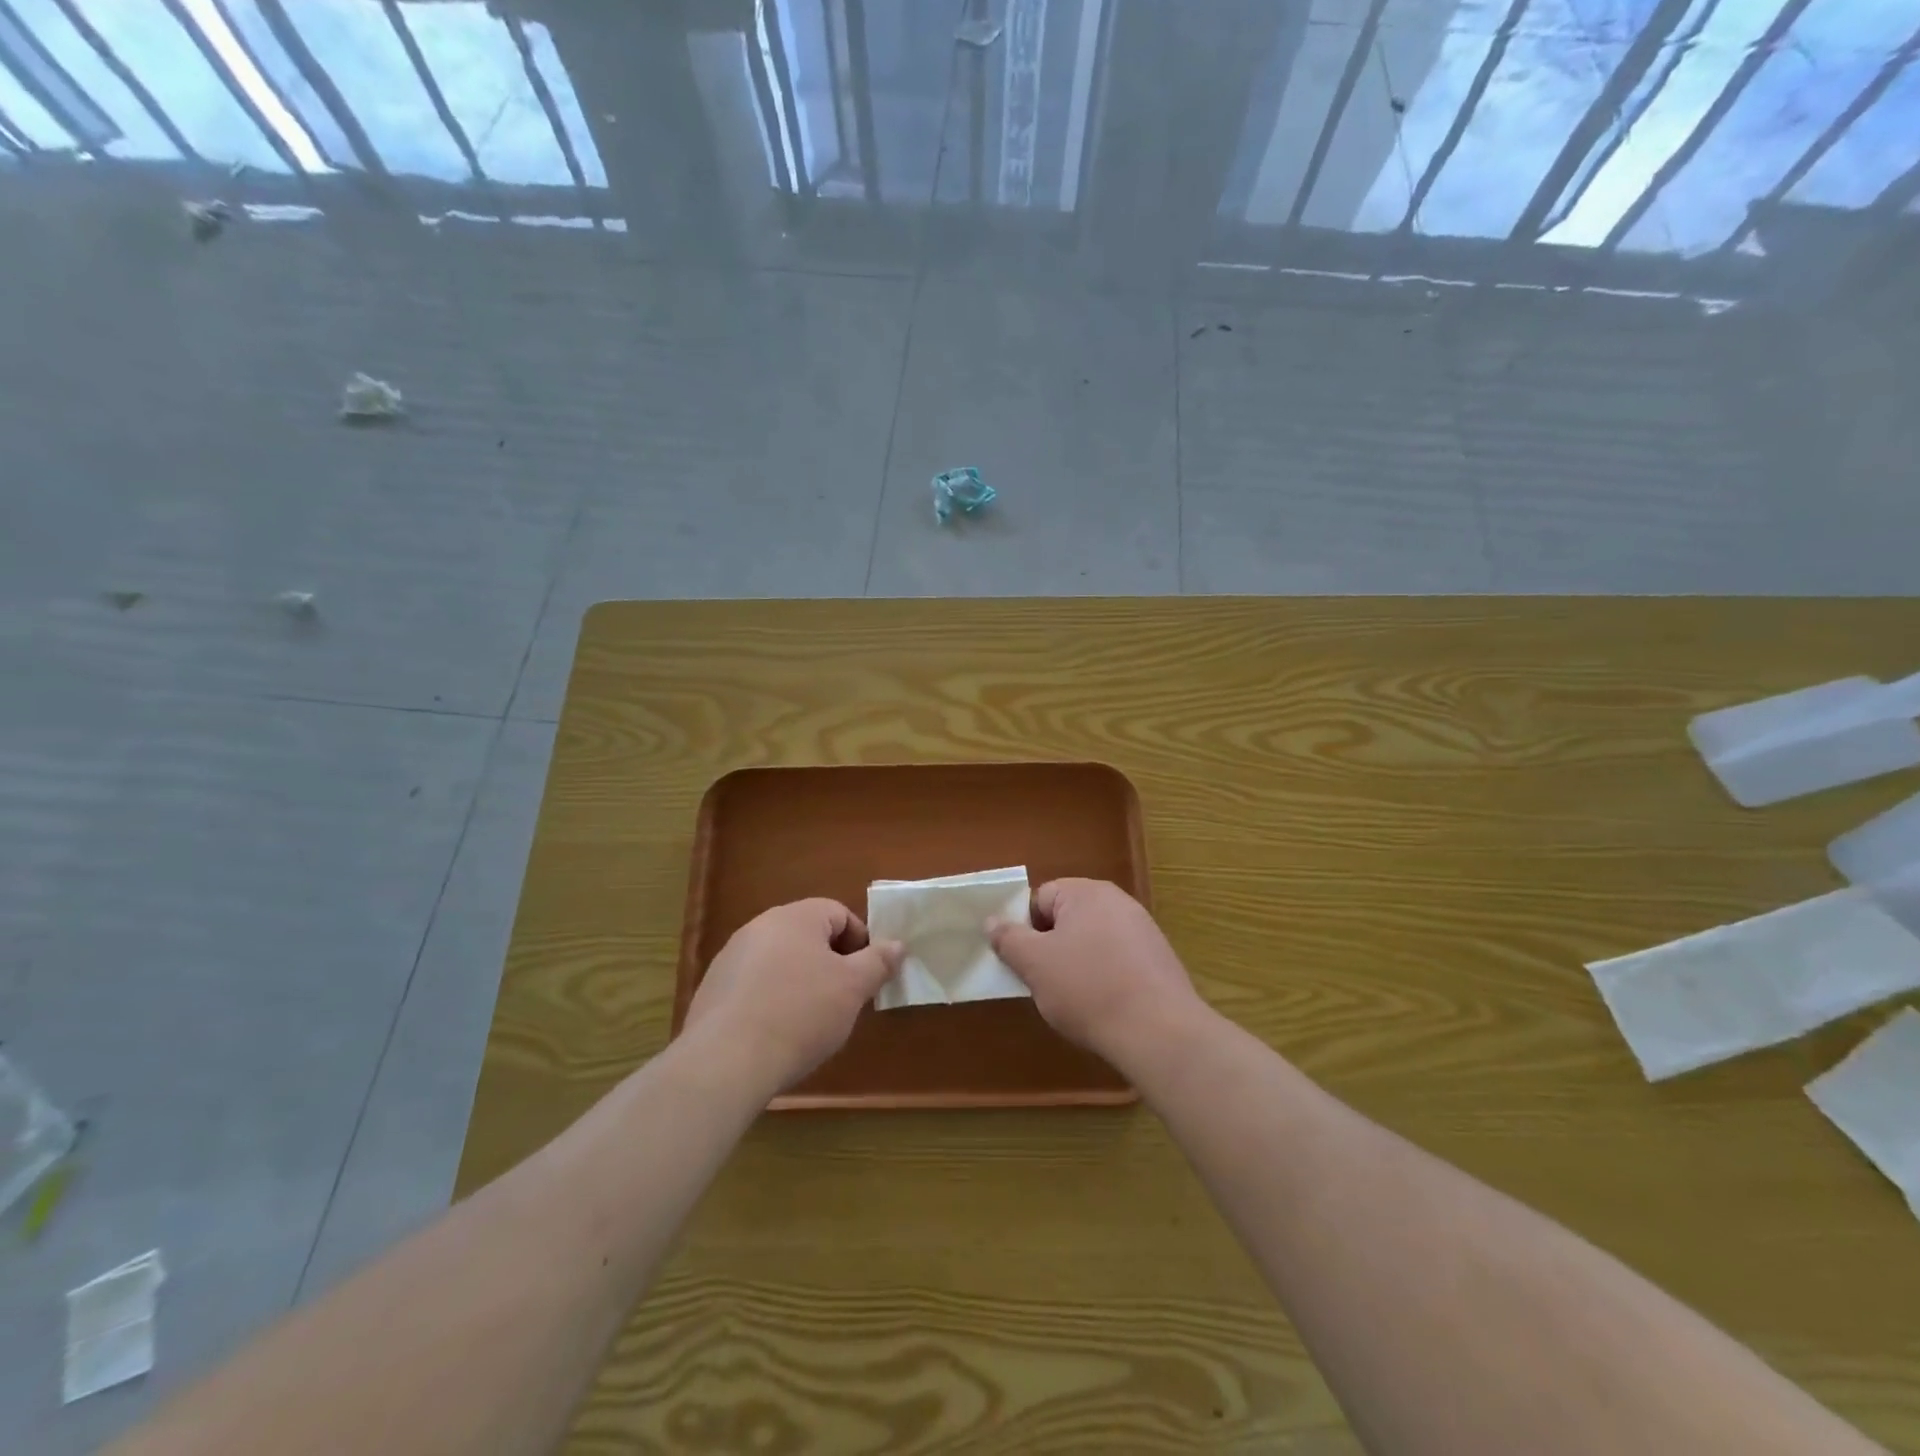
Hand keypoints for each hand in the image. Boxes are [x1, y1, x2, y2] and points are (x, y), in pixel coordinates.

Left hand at [686, 899, 902, 1094]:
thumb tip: (897, 944)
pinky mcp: (712, 989)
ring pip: (781, 961)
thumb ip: (878, 962)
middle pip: (808, 936)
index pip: (839, 914)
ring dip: (800, 982)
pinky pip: (754, 985)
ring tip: (810, 1022)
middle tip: (843, 1000)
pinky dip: (771, 1000)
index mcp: (795, 917)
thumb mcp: (853, 989)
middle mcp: (760, 926)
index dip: (860, 943)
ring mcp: (731, 957)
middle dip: (831, 964)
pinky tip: (776, 1034)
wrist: (725, 1062)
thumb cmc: (800, 1014)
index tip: (866, 978)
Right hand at [988, 878, 1203, 1066]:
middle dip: (1050, 949)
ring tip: (1074, 1000)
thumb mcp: (1035, 964)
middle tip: (1044, 982)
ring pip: (1091, 942)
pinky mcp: (1159, 961)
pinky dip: (1104, 979)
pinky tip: (1103, 1007)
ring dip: (1076, 965)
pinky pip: (1117, 961)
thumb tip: (992, 921)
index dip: (1026, 929)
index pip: (1040, 899)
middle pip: (1067, 919)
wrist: (1159, 1032)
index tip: (1024, 962)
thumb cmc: (1088, 989)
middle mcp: (1118, 902)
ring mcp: (1143, 931)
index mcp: (1087, 893)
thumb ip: (1009, 939)